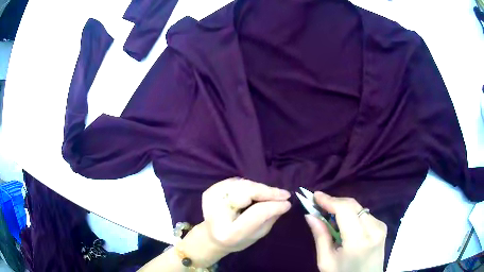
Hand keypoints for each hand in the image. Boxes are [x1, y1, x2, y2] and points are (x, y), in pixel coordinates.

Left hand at [201, 177, 291, 253]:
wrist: (211, 237)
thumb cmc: (237, 241)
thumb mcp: (256, 235)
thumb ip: (269, 219)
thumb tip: (284, 202)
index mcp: (229, 232)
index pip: (256, 213)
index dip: (274, 205)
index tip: (288, 201)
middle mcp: (216, 213)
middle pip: (247, 192)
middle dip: (268, 191)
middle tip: (283, 194)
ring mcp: (211, 199)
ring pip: (243, 184)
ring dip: (260, 188)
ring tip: (272, 194)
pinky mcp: (210, 191)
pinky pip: (236, 182)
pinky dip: (249, 186)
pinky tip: (256, 193)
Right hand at [305, 192, 386, 271]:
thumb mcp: (326, 261)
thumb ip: (320, 236)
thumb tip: (310, 215)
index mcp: (358, 241)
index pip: (345, 210)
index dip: (329, 200)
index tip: (315, 195)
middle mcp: (373, 229)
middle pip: (353, 205)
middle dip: (335, 202)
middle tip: (319, 204)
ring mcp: (380, 227)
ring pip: (358, 208)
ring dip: (343, 208)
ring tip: (329, 215)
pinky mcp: (382, 227)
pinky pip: (364, 214)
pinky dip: (352, 214)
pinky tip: (344, 223)